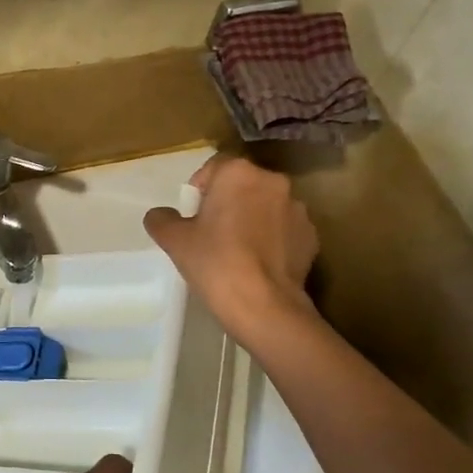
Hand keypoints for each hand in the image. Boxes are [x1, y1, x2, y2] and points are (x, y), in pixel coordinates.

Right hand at [143, 154, 320, 345]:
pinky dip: (273, 239)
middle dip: (229, 201)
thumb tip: (161, 215)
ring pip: (266, 206)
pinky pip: (285, 229)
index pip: (215, 167)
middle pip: (243, 184)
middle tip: (213, 232)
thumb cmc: (214, 262)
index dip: (201, 188)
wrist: (263, 305)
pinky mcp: (312, 236)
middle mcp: (273, 182)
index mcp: (238, 173)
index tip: (194, 215)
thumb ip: (162, 219)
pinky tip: (259, 264)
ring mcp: (297, 209)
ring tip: (239, 251)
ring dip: (253, 218)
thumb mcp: (174, 240)